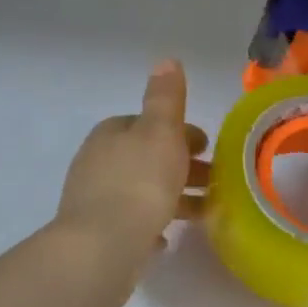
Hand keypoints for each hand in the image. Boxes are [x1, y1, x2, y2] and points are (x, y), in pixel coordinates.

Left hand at [54, 60, 208, 261]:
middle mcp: (97, 162)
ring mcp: (94, 200)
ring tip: (203, 212)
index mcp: (111, 134)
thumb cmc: (140, 182)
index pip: (147, 124)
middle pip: (146, 157)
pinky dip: (149, 224)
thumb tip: (166, 59)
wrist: (102, 247)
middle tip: (213, 181)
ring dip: (171, 197)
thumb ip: (166, 97)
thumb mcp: (160, 131)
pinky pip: (129, 223)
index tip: (207, 147)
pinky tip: (164, 238)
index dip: (180, 132)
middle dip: (179, 166)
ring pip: (140, 191)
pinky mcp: (96, 235)